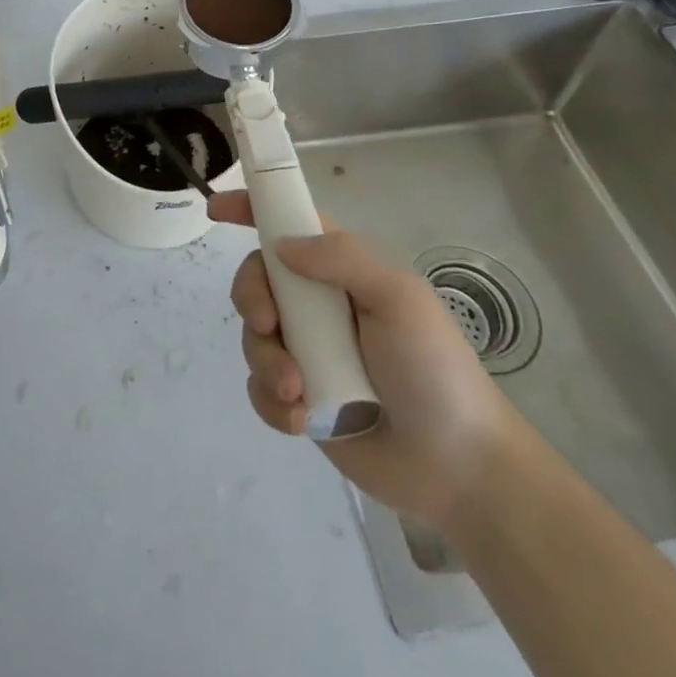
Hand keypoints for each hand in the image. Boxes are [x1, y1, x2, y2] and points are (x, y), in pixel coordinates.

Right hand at [209, 194, 527, 533]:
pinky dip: (271, 401)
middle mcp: (317, 305)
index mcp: (340, 270)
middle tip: (268, 325)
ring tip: (298, 392)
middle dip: (251, 299)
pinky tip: (300, 420)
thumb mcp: (398, 298)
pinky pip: (260, 388)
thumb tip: (281, 246)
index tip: (216, 209)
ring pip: (253, 337)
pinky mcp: (299, 400)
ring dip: (267, 361)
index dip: (251, 209)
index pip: (288, 224)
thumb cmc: (434, 369)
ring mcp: (306, 352)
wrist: (460, 467)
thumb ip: (342, 259)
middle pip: (257, 280)